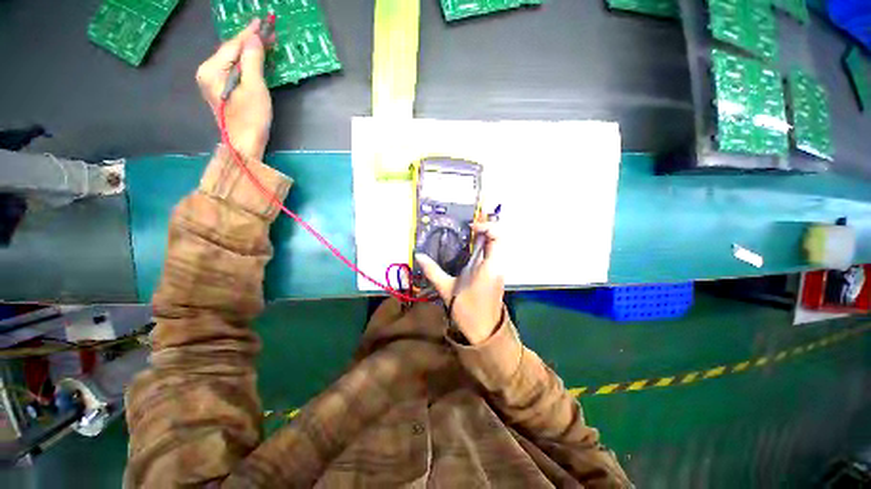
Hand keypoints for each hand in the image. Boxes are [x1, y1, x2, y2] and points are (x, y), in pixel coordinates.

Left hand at [196, 20, 271, 160]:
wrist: (244, 145)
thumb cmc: (251, 119)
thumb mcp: (255, 88)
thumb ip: (252, 60)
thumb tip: (254, 38)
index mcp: (212, 69)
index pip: (233, 45)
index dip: (249, 33)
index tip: (263, 21)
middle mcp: (207, 72)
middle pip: (230, 51)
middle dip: (249, 41)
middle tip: (268, 32)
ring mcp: (211, 81)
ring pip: (232, 59)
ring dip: (248, 51)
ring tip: (264, 43)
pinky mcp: (219, 90)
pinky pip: (232, 69)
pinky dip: (245, 63)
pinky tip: (254, 59)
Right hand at [415, 222, 504, 344]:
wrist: (483, 333)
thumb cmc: (467, 311)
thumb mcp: (447, 289)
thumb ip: (433, 271)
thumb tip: (419, 256)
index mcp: (489, 267)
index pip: (497, 237)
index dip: (486, 227)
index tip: (470, 227)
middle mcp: (497, 266)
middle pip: (498, 239)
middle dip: (484, 230)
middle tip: (467, 229)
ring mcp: (498, 272)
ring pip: (497, 248)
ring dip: (484, 239)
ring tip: (466, 237)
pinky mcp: (495, 277)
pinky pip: (493, 256)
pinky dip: (484, 249)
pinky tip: (469, 252)